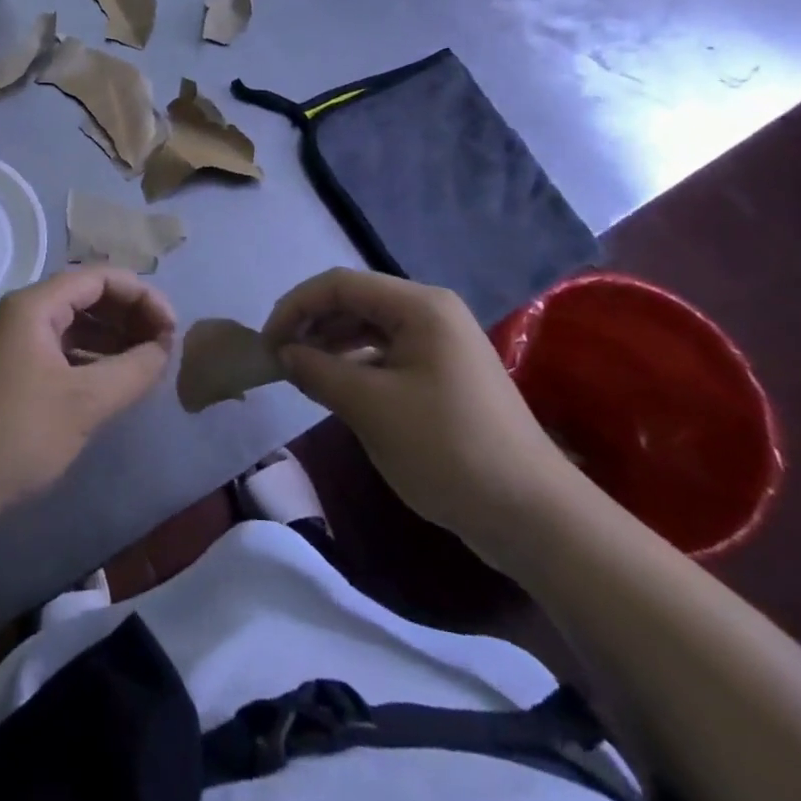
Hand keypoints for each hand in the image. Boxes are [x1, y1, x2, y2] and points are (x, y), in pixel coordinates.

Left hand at [0, 268, 174, 512]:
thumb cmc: (17, 434)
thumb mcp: (86, 402)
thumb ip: (134, 369)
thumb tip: (164, 348)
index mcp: (34, 305)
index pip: (99, 277)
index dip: (142, 296)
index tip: (172, 328)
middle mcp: (21, 313)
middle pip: (86, 296)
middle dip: (129, 315)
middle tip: (163, 346)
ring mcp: (12, 342)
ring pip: (74, 324)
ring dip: (113, 338)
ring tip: (146, 363)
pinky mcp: (10, 370)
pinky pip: (60, 349)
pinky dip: (91, 358)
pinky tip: (113, 381)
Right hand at [264, 268, 577, 559]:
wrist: (533, 516)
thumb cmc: (447, 449)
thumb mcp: (371, 408)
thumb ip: (318, 371)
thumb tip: (283, 353)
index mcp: (419, 306)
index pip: (340, 284)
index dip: (296, 306)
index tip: (267, 343)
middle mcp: (431, 312)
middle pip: (355, 301)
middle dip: (312, 324)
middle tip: (279, 359)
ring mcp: (442, 343)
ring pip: (370, 328)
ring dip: (331, 344)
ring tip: (301, 372)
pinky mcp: (445, 374)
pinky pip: (388, 353)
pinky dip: (356, 364)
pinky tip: (337, 388)